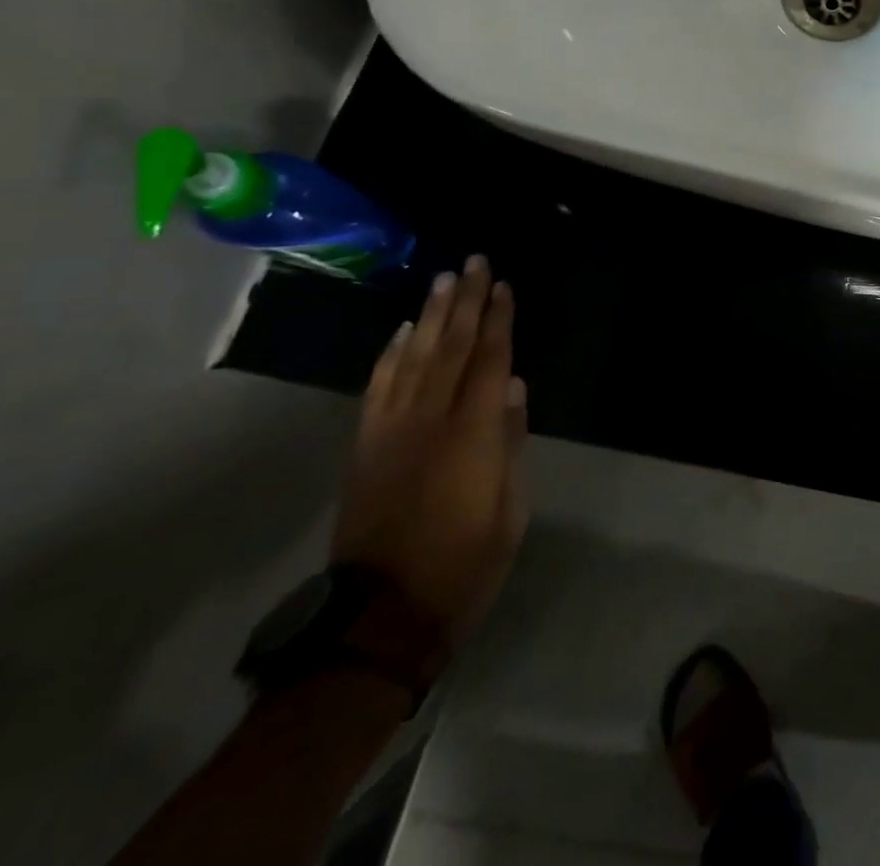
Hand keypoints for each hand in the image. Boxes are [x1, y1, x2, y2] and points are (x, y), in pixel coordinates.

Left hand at [332, 255, 529, 643]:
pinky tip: (402, 333)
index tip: (504, 286)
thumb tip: (515, 389)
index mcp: (473, 435)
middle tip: (473, 263)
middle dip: (465, 303)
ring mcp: (391, 432)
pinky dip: (390, 357)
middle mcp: (430, 421)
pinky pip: (378, 390)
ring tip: (443, 281)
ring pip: (415, 359)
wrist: (379, 617)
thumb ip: (511, 443)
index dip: (499, 320)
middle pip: (452, 348)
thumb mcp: (509, 510)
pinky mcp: (365, 448)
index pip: (490, 362)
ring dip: (431, 318)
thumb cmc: (463, 564)